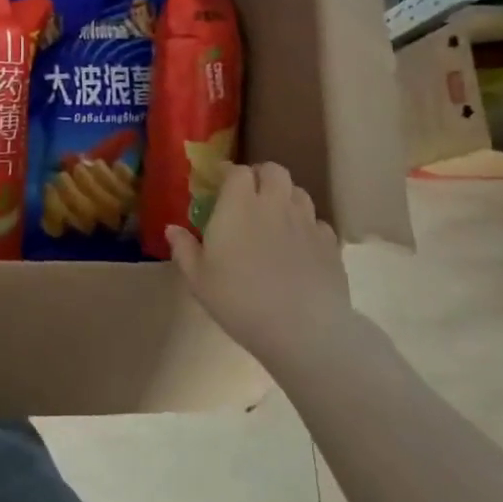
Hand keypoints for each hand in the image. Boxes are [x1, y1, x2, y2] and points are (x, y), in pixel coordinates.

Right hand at [165, 161, 352, 372]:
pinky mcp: (330, 244)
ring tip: (274, 216)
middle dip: (260, 176)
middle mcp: (274, 204)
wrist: (303, 331)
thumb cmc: (240, 300)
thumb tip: (172, 229)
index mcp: (238, 205)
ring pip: (298, 192)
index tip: (219, 183)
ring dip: (284, 196)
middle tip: (249, 194)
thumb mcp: (199, 279)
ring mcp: (307, 222)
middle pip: (273, 171)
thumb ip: (184, 249)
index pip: (237, 171)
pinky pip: (318, 222)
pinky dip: (306, 225)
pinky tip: (298, 244)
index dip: (228, 172)